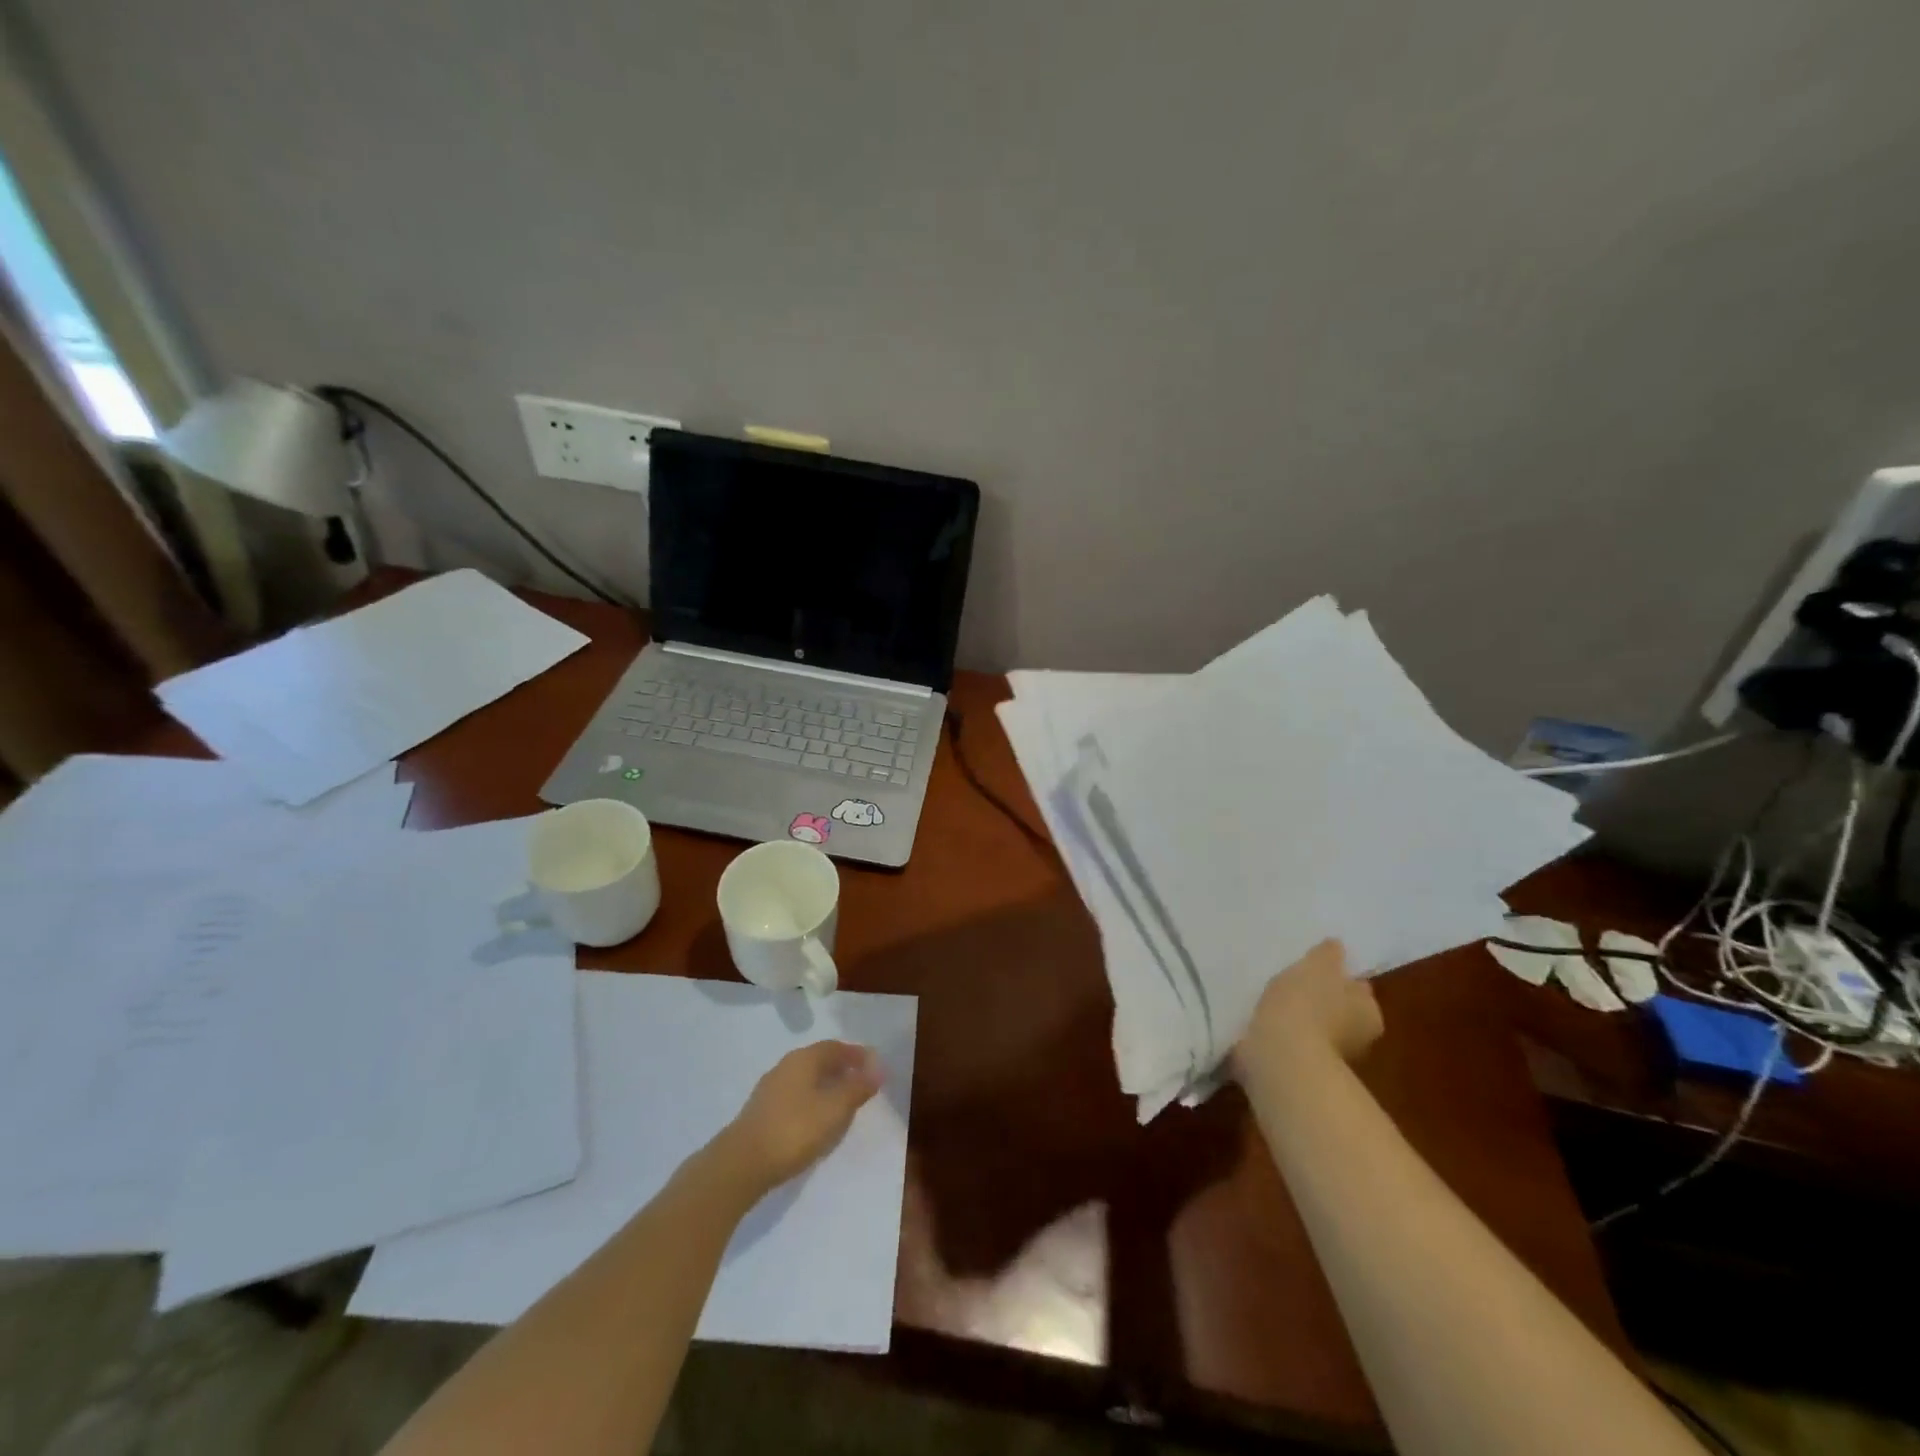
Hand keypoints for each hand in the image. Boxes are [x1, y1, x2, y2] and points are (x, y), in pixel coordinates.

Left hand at [717, 1041, 883, 1195]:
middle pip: (820, 1060)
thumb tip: (878, 1069)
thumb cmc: (794, 1130)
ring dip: (827, 1085)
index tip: (874, 1066)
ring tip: (843, 1103)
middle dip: (842, 1069)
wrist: (741, 1164)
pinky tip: (817, 1120)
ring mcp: (771, 1089)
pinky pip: (796, 1096)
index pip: (835, 1047)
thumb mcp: (834, 1109)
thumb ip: (857, 1088)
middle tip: (861, 1083)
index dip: (856, 1055)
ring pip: (806, 1079)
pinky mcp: (762, 1112)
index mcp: (804, 1059)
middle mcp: (786, 1066)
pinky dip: (812, 1100)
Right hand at [1233, 939, 1382, 1086]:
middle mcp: (1357, 1039)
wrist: (1281, 1055)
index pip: (1359, 991)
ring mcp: (1328, 1059)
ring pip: (1315, 1029)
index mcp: (1369, 1013)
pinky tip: (1264, 1022)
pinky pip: (1292, 1043)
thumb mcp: (1319, 966)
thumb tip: (1336, 946)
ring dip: (1301, 1019)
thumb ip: (1329, 955)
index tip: (1321, 971)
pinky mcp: (1301, 1069)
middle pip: (1340, 1011)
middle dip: (1323, 1001)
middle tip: (1297, 983)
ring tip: (1274, 1001)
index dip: (1342, 979)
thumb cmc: (1308, 1004)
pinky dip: (1283, 1034)